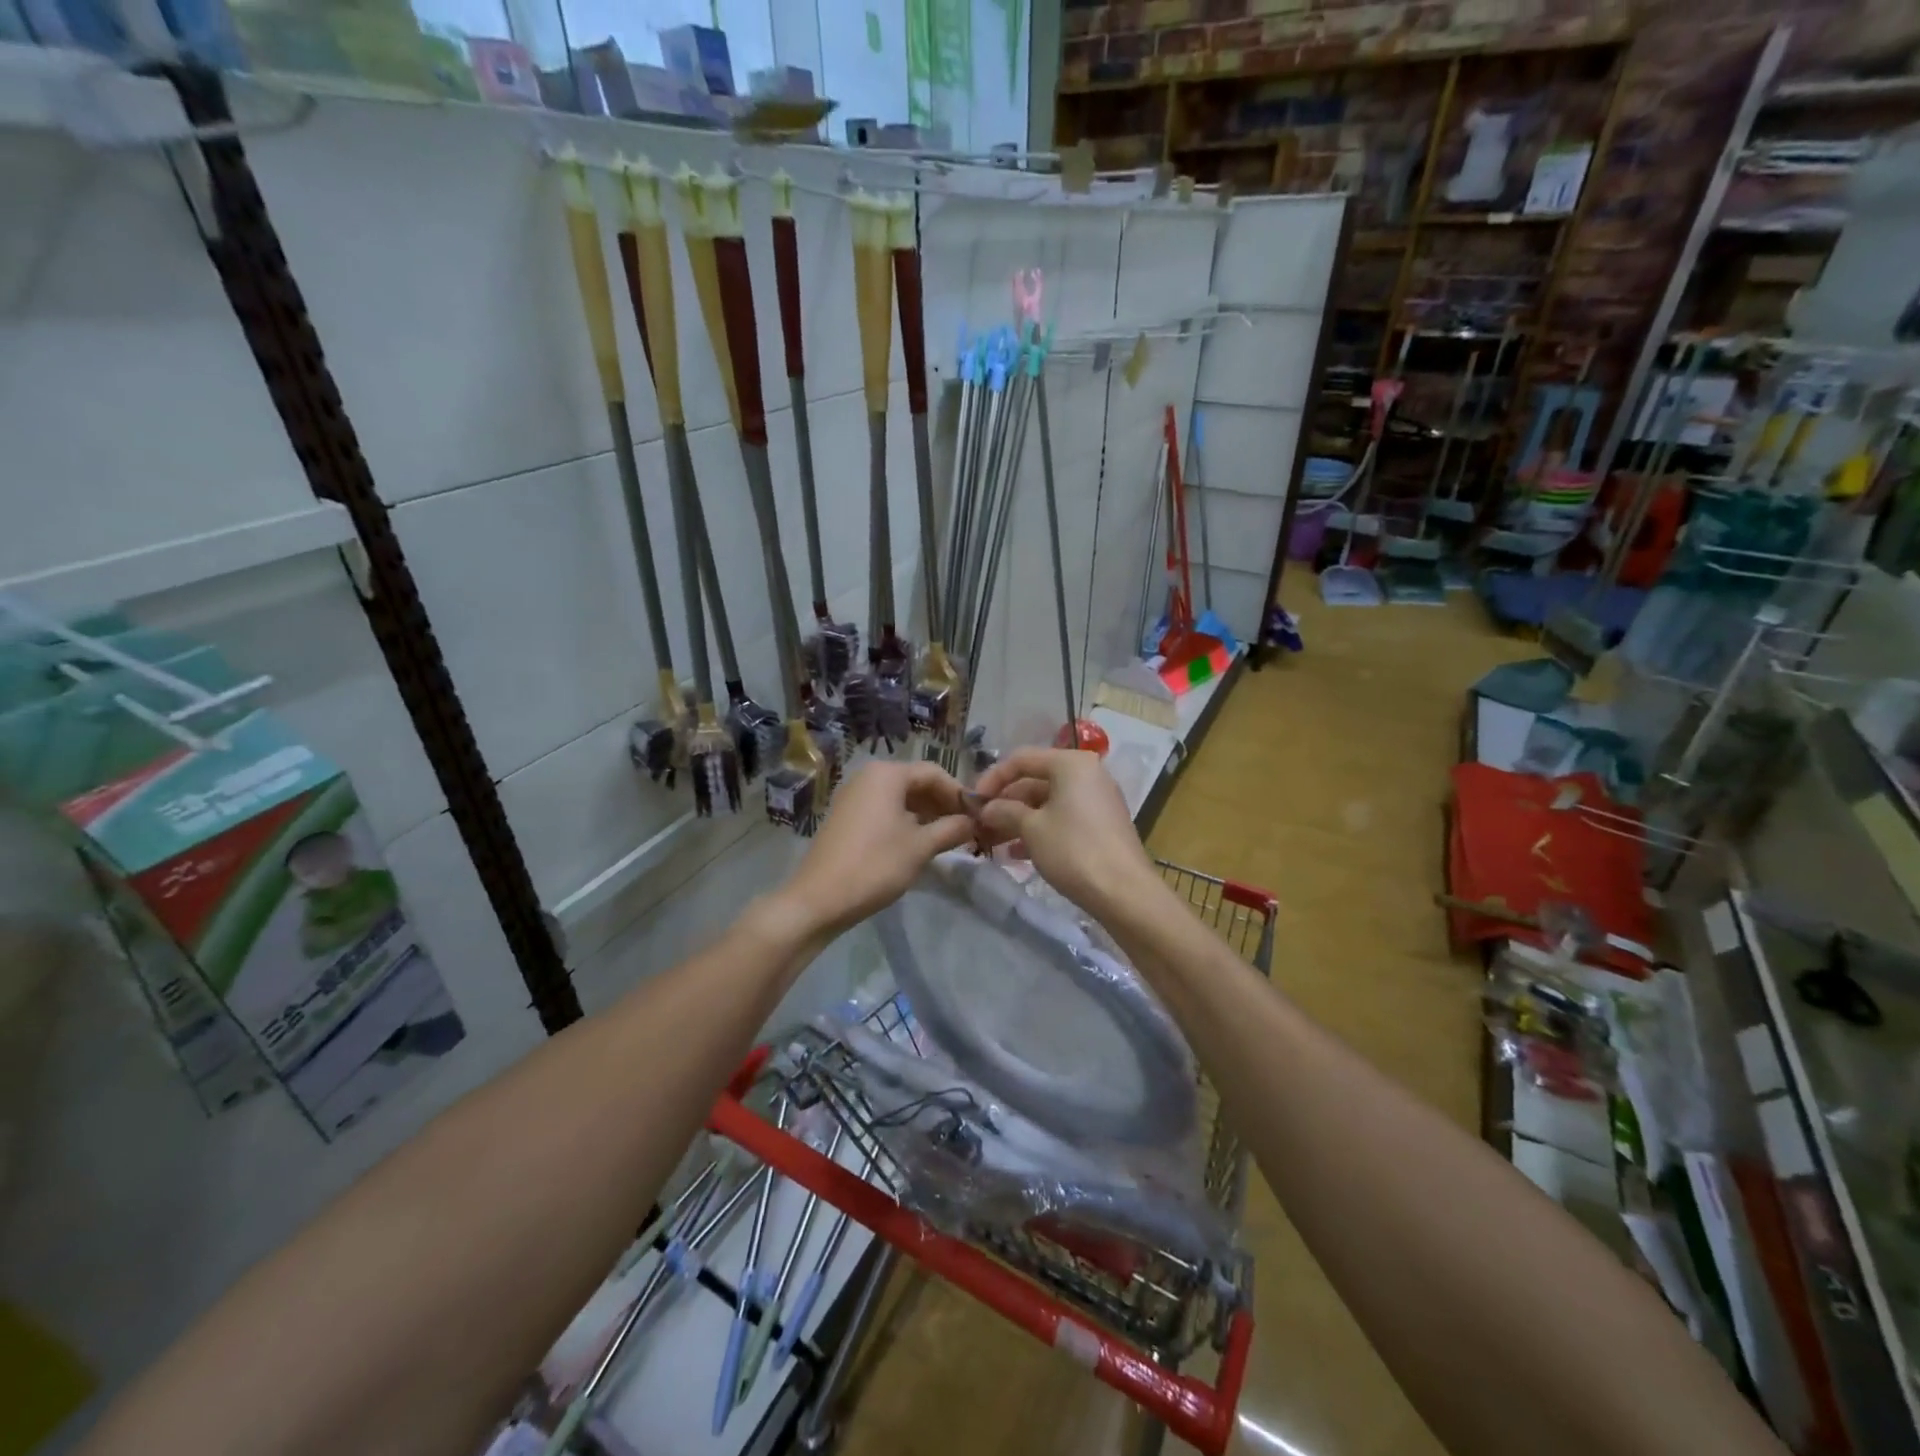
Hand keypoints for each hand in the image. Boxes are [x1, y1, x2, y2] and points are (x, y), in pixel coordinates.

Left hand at [775, 760, 974, 940]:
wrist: (819, 899)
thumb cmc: (875, 865)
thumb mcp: (920, 847)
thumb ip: (951, 829)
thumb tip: (974, 822)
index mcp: (887, 774)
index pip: (934, 773)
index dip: (958, 793)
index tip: (977, 816)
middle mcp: (868, 777)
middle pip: (915, 782)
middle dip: (942, 804)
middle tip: (964, 829)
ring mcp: (853, 796)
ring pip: (899, 797)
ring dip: (925, 814)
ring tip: (945, 838)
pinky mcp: (845, 816)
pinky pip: (883, 809)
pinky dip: (904, 821)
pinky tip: (917, 843)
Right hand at [970, 748, 1156, 914]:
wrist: (1124, 893)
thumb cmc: (1073, 850)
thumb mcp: (1031, 828)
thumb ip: (1004, 811)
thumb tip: (986, 808)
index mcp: (1071, 764)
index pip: (1021, 759)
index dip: (992, 778)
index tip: (972, 802)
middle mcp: (1086, 774)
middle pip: (1034, 780)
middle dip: (1005, 802)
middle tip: (980, 824)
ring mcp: (1096, 799)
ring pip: (1047, 802)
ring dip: (1018, 819)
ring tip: (993, 841)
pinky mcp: (1101, 824)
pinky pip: (1062, 817)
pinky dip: (1039, 829)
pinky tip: (1017, 853)